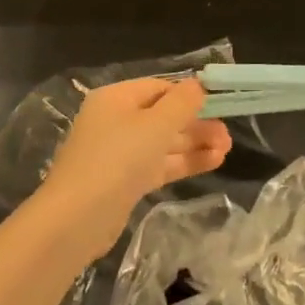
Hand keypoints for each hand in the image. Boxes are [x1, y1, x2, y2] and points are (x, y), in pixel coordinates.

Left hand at [42, 77, 232, 257]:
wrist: (76, 219)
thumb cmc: (117, 159)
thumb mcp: (155, 124)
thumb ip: (181, 103)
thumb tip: (198, 85)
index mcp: (116, 98)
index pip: (159, 87)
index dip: (188, 95)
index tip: (218, 105)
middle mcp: (115, 121)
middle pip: (163, 116)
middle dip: (196, 124)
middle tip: (227, 136)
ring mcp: (119, 153)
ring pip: (163, 142)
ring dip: (194, 144)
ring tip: (226, 149)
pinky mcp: (124, 181)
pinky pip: (159, 164)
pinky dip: (183, 162)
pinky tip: (212, 162)